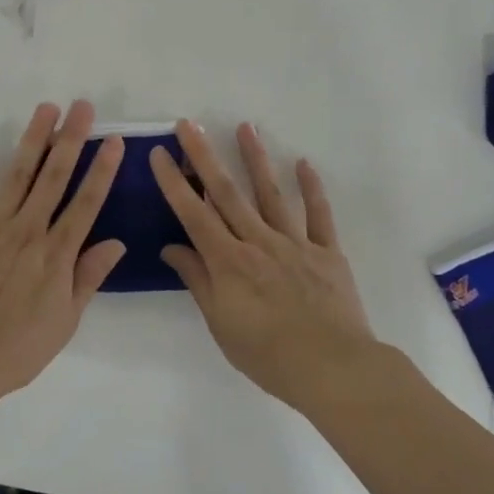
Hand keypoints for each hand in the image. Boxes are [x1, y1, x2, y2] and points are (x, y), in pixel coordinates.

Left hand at [0, 100, 126, 400]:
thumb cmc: (16, 349)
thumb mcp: (65, 321)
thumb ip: (88, 277)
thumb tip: (117, 242)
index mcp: (56, 253)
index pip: (86, 202)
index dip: (102, 169)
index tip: (112, 140)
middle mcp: (27, 230)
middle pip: (54, 177)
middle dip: (71, 138)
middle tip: (82, 106)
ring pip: (17, 174)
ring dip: (33, 139)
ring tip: (46, 109)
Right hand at [151, 120, 377, 409]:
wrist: (333, 368)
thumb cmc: (268, 354)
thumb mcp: (221, 324)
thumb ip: (198, 281)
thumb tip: (173, 248)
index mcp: (229, 261)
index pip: (193, 214)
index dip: (174, 182)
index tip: (160, 153)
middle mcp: (258, 242)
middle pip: (227, 193)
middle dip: (204, 156)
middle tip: (189, 124)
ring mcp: (295, 243)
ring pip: (271, 194)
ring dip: (256, 159)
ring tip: (245, 127)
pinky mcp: (327, 252)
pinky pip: (319, 215)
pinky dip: (312, 188)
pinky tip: (304, 163)